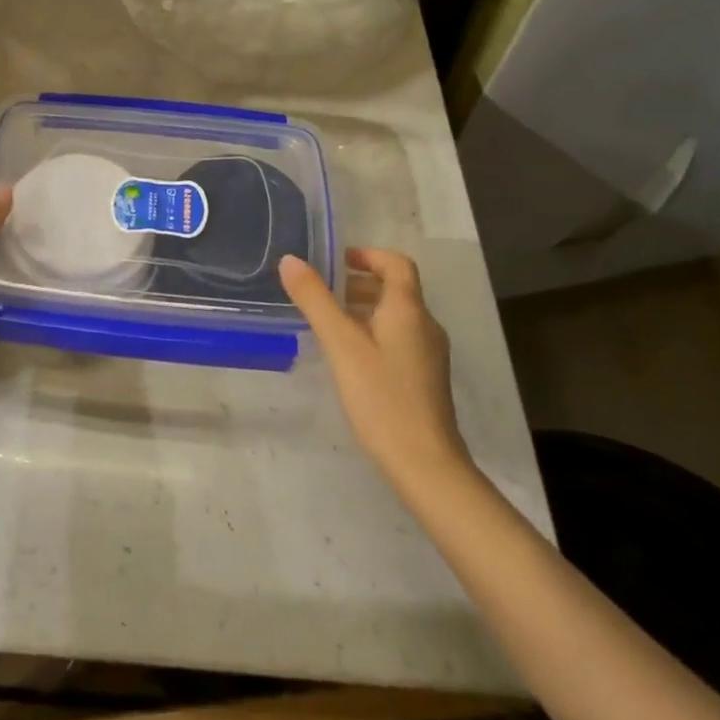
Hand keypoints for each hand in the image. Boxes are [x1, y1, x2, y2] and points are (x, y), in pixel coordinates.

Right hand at [279, 248, 471, 493]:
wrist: (426, 464)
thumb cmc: (382, 397)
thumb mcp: (341, 344)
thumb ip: (315, 300)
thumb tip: (291, 260)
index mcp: (408, 310)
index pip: (396, 264)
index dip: (368, 255)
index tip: (337, 260)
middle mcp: (425, 326)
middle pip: (396, 289)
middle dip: (360, 283)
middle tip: (325, 292)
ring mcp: (429, 355)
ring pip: (397, 317)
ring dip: (365, 309)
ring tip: (330, 323)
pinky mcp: (426, 379)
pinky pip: (399, 340)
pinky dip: (374, 333)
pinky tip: (350, 358)